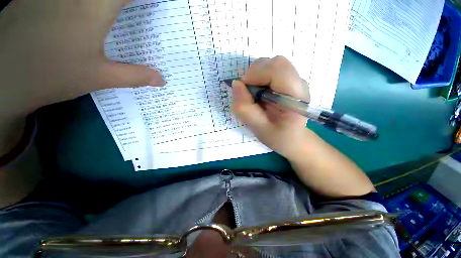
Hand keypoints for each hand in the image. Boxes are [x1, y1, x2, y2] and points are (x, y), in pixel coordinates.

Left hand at [0, 0, 162, 154]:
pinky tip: (89, 11)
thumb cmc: (52, 75)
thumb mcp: (100, 77)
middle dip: (127, 2)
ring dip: (110, 3)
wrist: (4, 77)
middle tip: (138, 10)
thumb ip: (135, 76)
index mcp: (94, 8)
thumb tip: (162, 80)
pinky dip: (87, 2)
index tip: (156, 6)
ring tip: (119, 12)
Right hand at [232, 56, 311, 159]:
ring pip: (273, 64)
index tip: (243, 87)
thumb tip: (236, 84)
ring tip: (254, 94)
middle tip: (248, 92)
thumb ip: (246, 109)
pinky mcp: (290, 81)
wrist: (294, 138)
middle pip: (275, 63)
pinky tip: (260, 92)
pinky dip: (260, 77)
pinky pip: (272, 70)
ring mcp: (296, 81)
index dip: (256, 74)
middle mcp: (299, 84)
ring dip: (257, 75)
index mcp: (296, 98)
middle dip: (255, 73)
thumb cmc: (278, 137)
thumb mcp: (259, 129)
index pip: (278, 70)